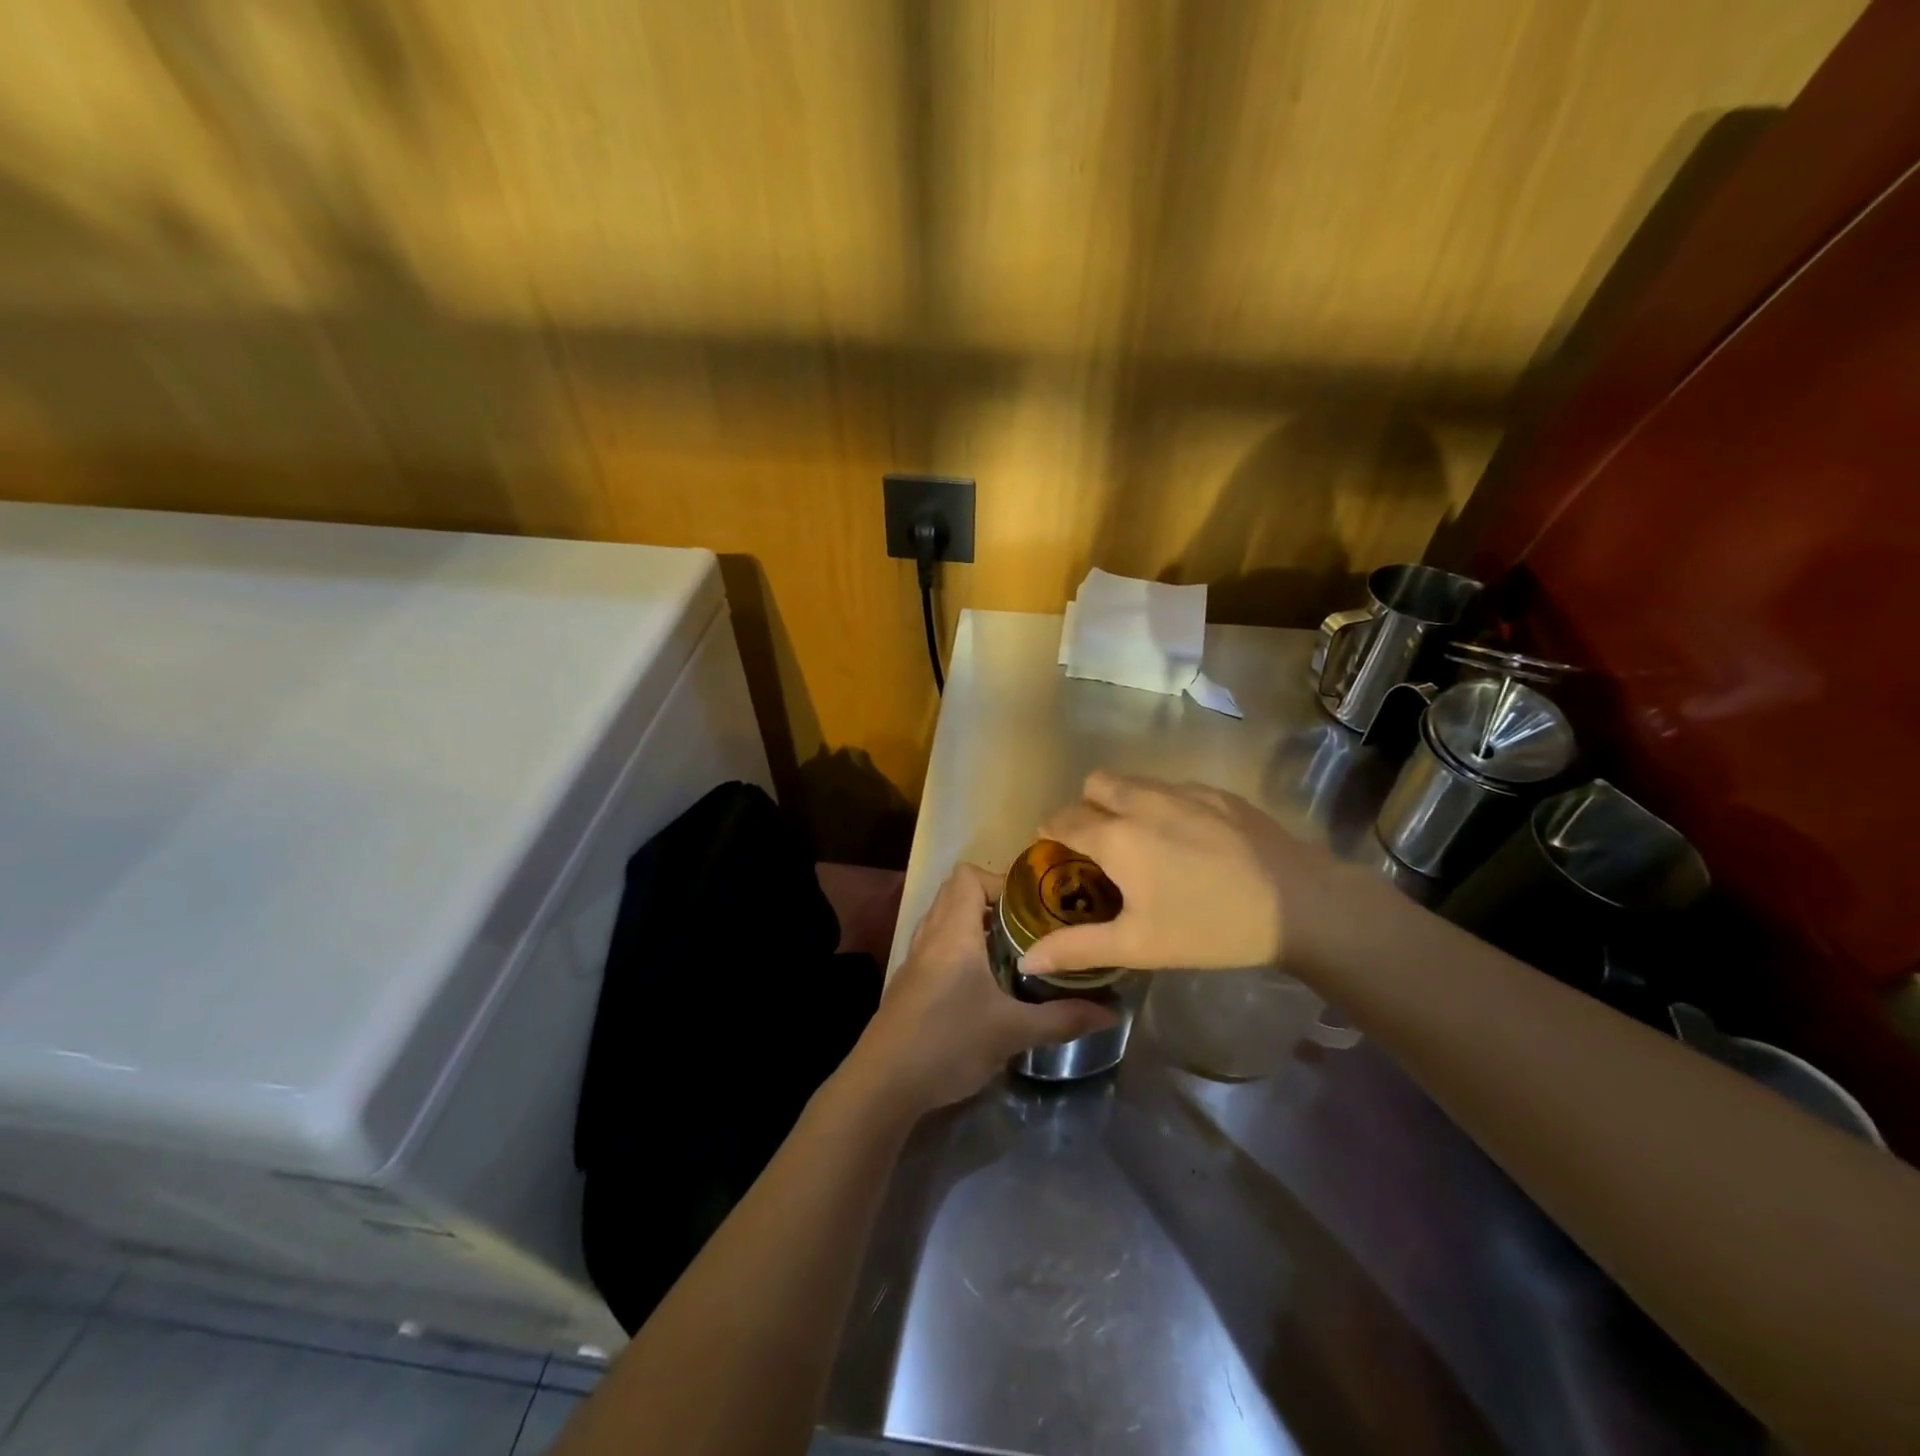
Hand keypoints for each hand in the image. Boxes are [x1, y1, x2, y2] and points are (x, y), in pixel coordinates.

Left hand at [851, 863, 1119, 1111]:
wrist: (882, 1083)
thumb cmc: (947, 1042)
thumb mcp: (1011, 1032)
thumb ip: (1062, 1019)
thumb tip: (1112, 1012)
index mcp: (953, 932)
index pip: (968, 875)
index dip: (1000, 881)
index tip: (1033, 906)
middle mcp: (930, 935)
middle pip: (955, 892)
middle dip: (993, 901)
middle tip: (1030, 925)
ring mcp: (914, 959)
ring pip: (943, 920)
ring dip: (974, 924)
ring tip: (1011, 949)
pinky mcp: (908, 983)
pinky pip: (935, 945)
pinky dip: (959, 948)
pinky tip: (982, 982)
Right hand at [1020, 771, 1334, 976]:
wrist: (1299, 904)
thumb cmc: (1209, 928)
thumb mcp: (1138, 945)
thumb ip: (1078, 948)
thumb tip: (1027, 959)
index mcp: (1116, 835)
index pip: (1062, 818)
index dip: (1050, 832)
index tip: (1056, 854)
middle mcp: (1143, 800)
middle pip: (1094, 784)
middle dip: (1086, 807)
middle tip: (1101, 846)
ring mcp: (1184, 791)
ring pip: (1135, 781)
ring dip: (1124, 802)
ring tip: (1145, 843)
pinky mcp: (1218, 792)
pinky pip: (1173, 787)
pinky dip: (1164, 805)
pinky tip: (1189, 841)